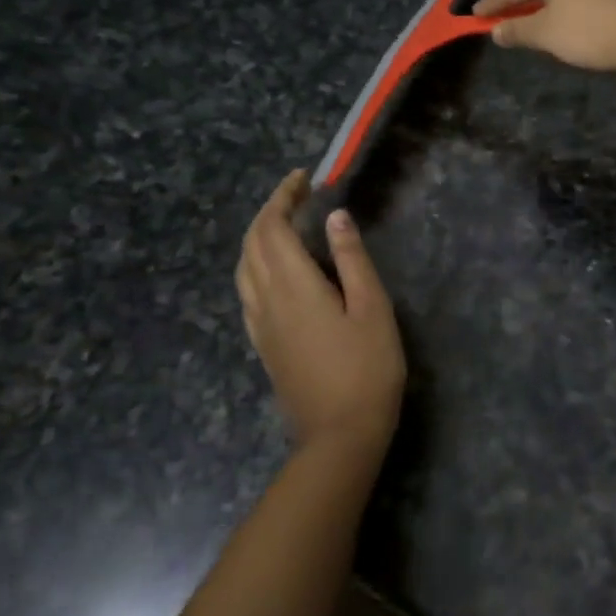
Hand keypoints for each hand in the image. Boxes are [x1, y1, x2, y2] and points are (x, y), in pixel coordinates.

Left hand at [236, 171, 406, 454]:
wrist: (340, 436)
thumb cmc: (367, 368)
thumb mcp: (372, 307)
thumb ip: (351, 258)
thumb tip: (334, 216)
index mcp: (293, 286)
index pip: (272, 228)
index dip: (282, 198)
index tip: (303, 179)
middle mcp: (266, 300)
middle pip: (251, 244)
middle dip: (269, 211)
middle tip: (298, 194)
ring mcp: (260, 324)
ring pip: (243, 267)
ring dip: (258, 236)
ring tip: (286, 222)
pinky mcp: (263, 343)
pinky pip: (247, 290)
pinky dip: (255, 263)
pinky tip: (276, 268)